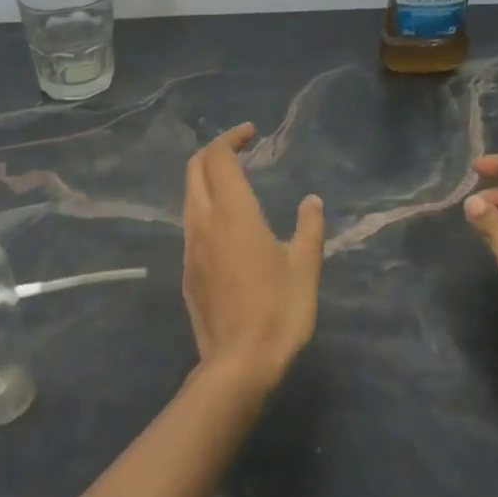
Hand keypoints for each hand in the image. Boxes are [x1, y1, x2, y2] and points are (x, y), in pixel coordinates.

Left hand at [182, 123, 325, 387]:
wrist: (239, 363)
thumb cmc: (279, 309)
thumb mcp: (305, 266)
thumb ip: (308, 227)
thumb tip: (311, 201)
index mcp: (233, 212)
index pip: (218, 158)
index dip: (231, 138)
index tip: (251, 133)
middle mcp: (204, 222)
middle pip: (194, 170)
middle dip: (213, 151)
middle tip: (239, 150)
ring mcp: (190, 247)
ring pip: (189, 197)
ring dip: (206, 179)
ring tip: (233, 183)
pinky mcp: (186, 271)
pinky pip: (191, 225)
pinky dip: (204, 207)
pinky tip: (226, 226)